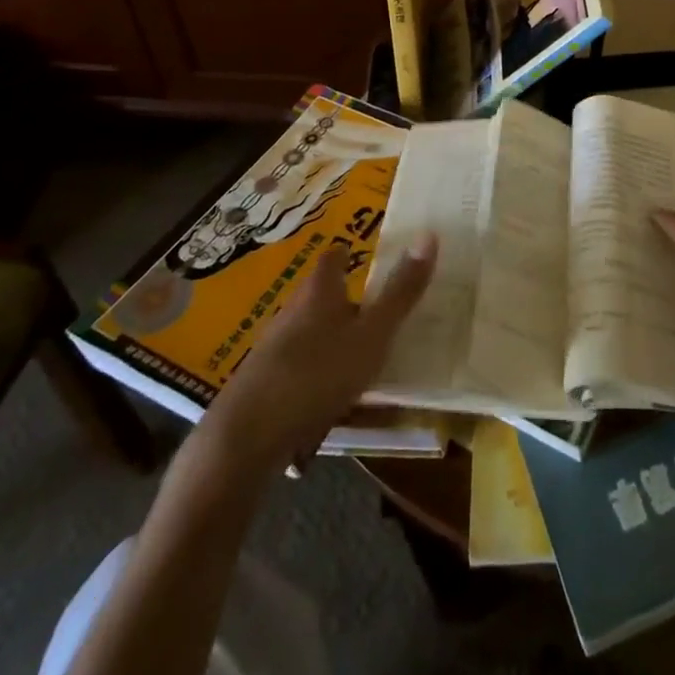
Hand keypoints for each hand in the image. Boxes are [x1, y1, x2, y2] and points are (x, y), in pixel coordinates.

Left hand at [204, 233, 436, 462]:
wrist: (244, 439)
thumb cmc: (317, 373)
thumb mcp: (373, 334)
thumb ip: (401, 291)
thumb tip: (429, 235)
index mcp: (319, 293)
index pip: (333, 258)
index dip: (349, 254)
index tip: (363, 255)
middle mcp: (292, 312)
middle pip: (320, 297)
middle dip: (345, 302)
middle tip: (377, 311)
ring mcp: (273, 350)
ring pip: (309, 335)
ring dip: (332, 342)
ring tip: (362, 358)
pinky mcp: (262, 386)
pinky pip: (298, 371)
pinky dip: (317, 377)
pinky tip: (331, 400)